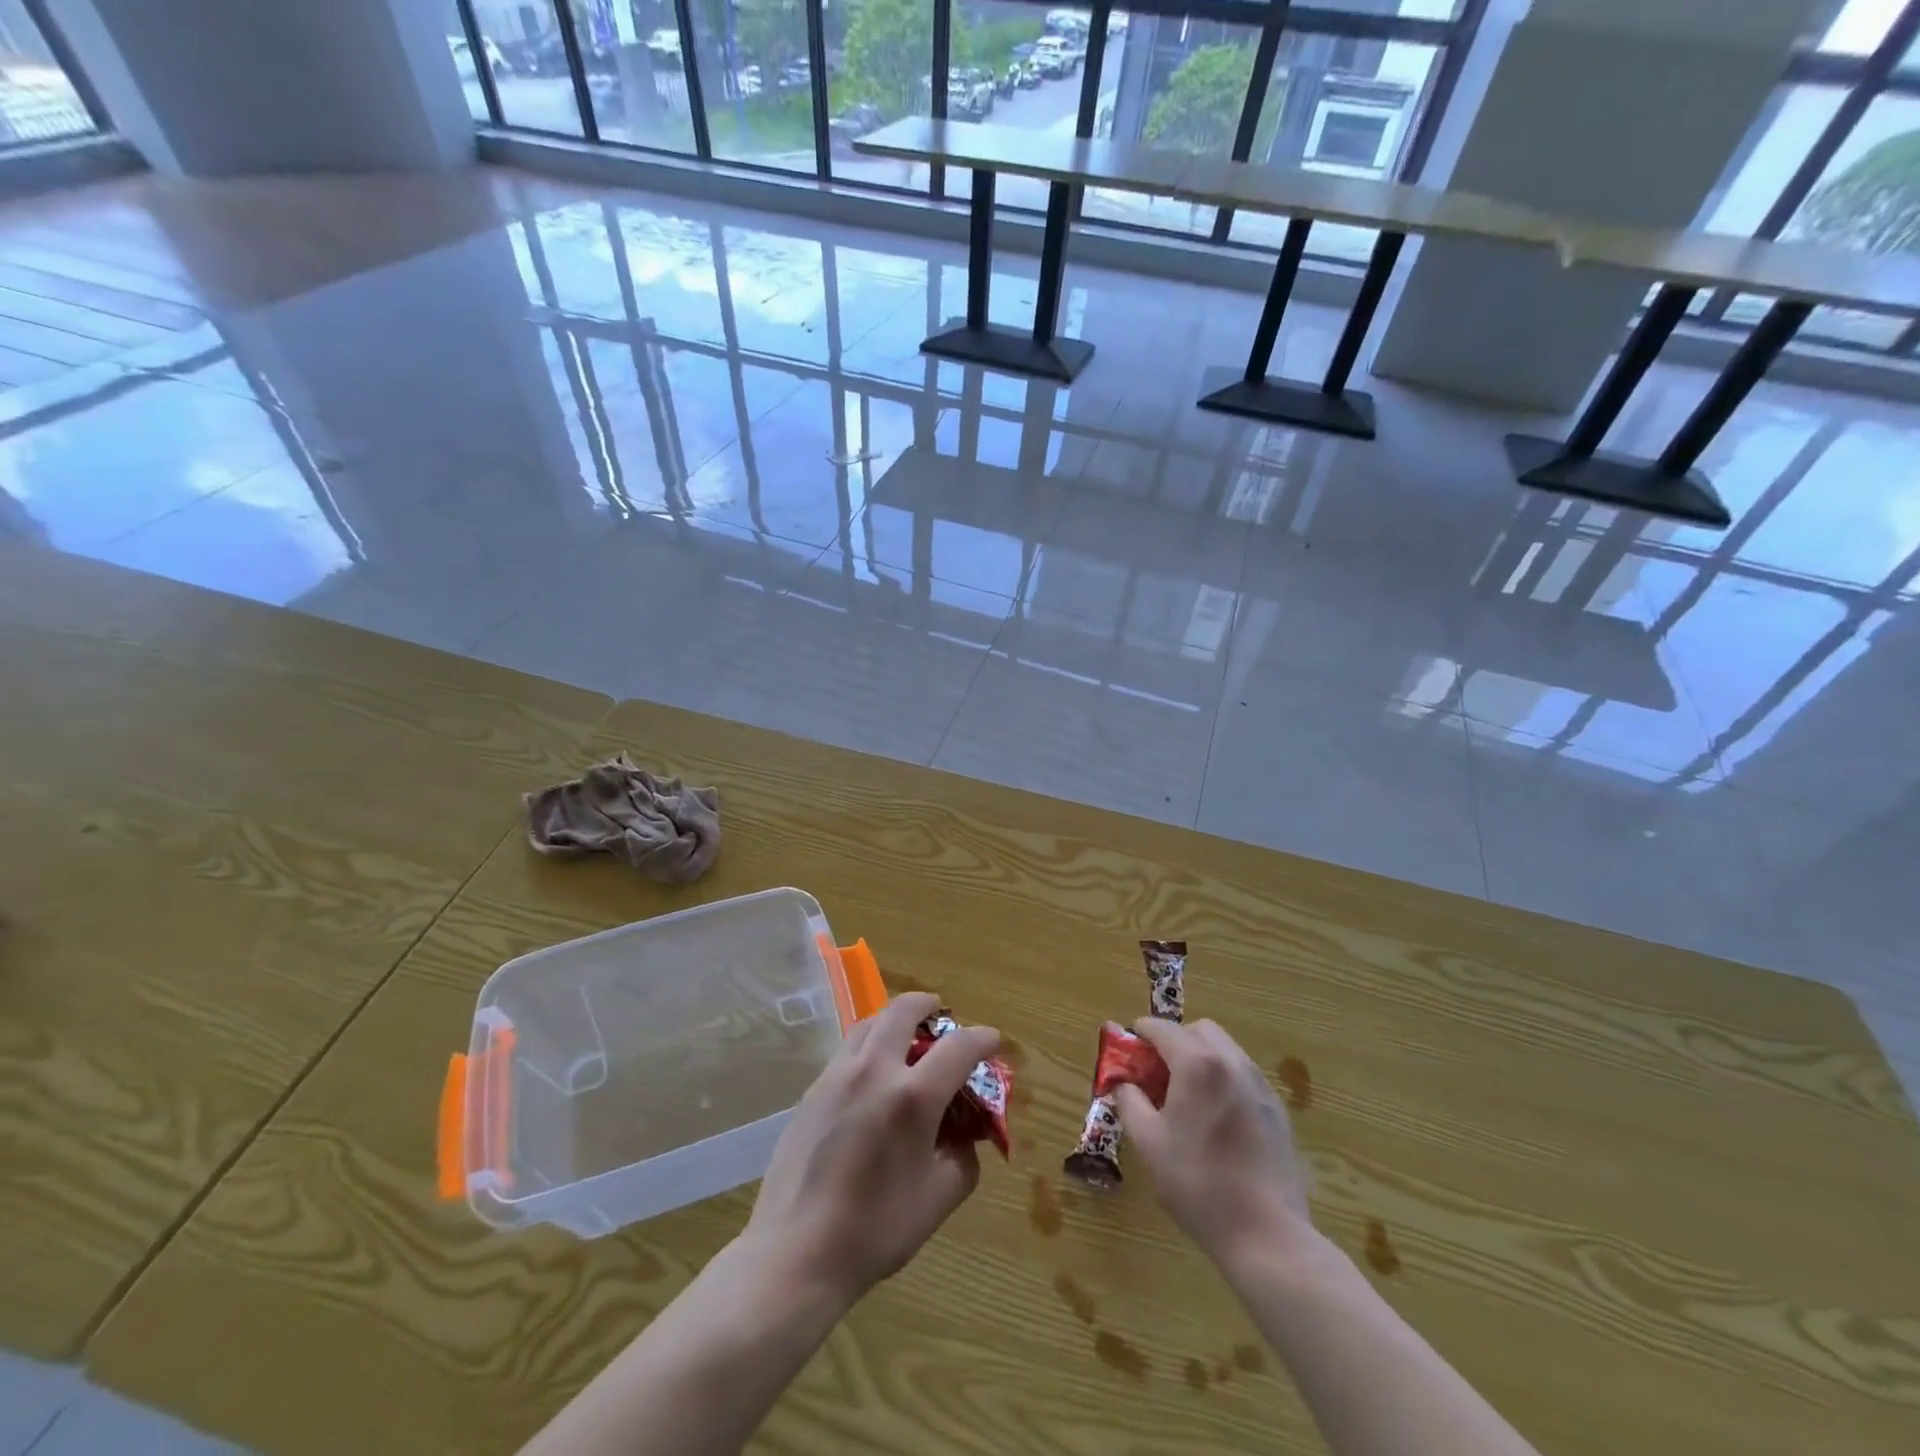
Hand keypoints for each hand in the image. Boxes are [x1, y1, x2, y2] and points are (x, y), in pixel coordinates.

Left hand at [741, 991, 999, 1311]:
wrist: (795, 1252)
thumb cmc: (875, 1231)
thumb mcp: (939, 1200)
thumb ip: (963, 1157)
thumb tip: (965, 1135)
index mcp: (912, 1097)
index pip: (959, 1046)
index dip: (983, 1038)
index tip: (992, 1041)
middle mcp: (874, 1070)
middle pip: (904, 1010)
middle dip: (928, 1004)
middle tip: (940, 1014)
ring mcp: (837, 1075)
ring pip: (870, 1023)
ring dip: (894, 1021)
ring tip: (905, 1041)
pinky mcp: (812, 1090)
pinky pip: (847, 1051)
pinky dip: (869, 1047)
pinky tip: (871, 1079)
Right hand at [1112, 1018, 1313, 1272]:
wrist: (1266, 1234)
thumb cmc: (1198, 1184)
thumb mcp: (1148, 1143)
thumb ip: (1129, 1101)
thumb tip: (1122, 1081)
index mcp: (1197, 1064)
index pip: (1162, 1028)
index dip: (1139, 1035)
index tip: (1127, 1052)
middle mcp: (1232, 1061)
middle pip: (1198, 1030)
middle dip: (1174, 1041)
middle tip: (1157, 1074)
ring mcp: (1259, 1084)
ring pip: (1224, 1049)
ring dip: (1200, 1057)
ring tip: (1186, 1096)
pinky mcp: (1277, 1108)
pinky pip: (1242, 1074)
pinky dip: (1223, 1078)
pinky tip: (1216, 1117)